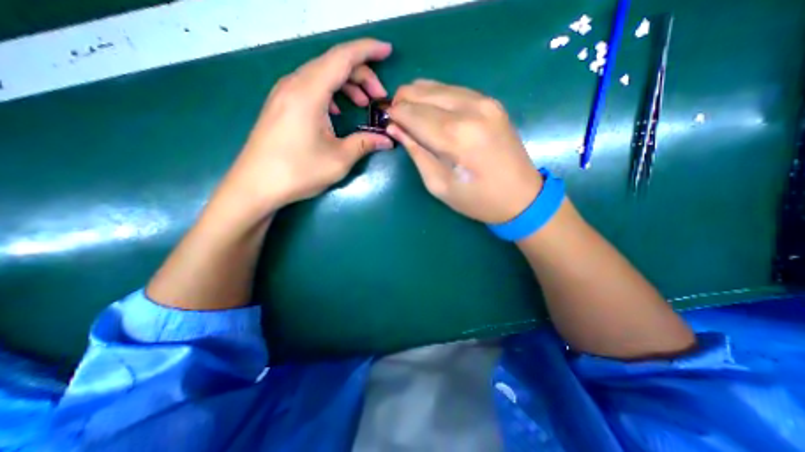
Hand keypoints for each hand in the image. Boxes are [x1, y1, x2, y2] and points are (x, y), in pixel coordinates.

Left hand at [217, 38, 394, 214]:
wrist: (256, 186)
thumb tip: (388, 140)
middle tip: (378, 99)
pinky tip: (337, 112)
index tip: (388, 51)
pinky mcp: (281, 105)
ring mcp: (284, 94)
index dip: (368, 51)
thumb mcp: (339, 159)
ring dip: (346, 85)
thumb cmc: (298, 171)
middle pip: (333, 64)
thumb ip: (365, 144)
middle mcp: (294, 84)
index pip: (343, 57)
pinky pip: (310, 88)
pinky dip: (330, 94)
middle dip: (362, 76)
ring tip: (362, 106)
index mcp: (309, 92)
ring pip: (321, 75)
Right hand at [388, 79, 543, 224]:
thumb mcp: (438, 184)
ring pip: (437, 86)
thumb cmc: (476, 199)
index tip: (387, 122)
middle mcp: (470, 109)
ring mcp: (484, 101)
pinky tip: (432, 111)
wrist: (521, 196)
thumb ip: (416, 152)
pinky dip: (437, 97)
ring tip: (412, 116)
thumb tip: (396, 129)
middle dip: (403, 102)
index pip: (412, 113)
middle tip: (397, 119)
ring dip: (419, 98)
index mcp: (455, 136)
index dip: (395, 115)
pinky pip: (454, 90)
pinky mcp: (492, 102)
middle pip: (422, 92)